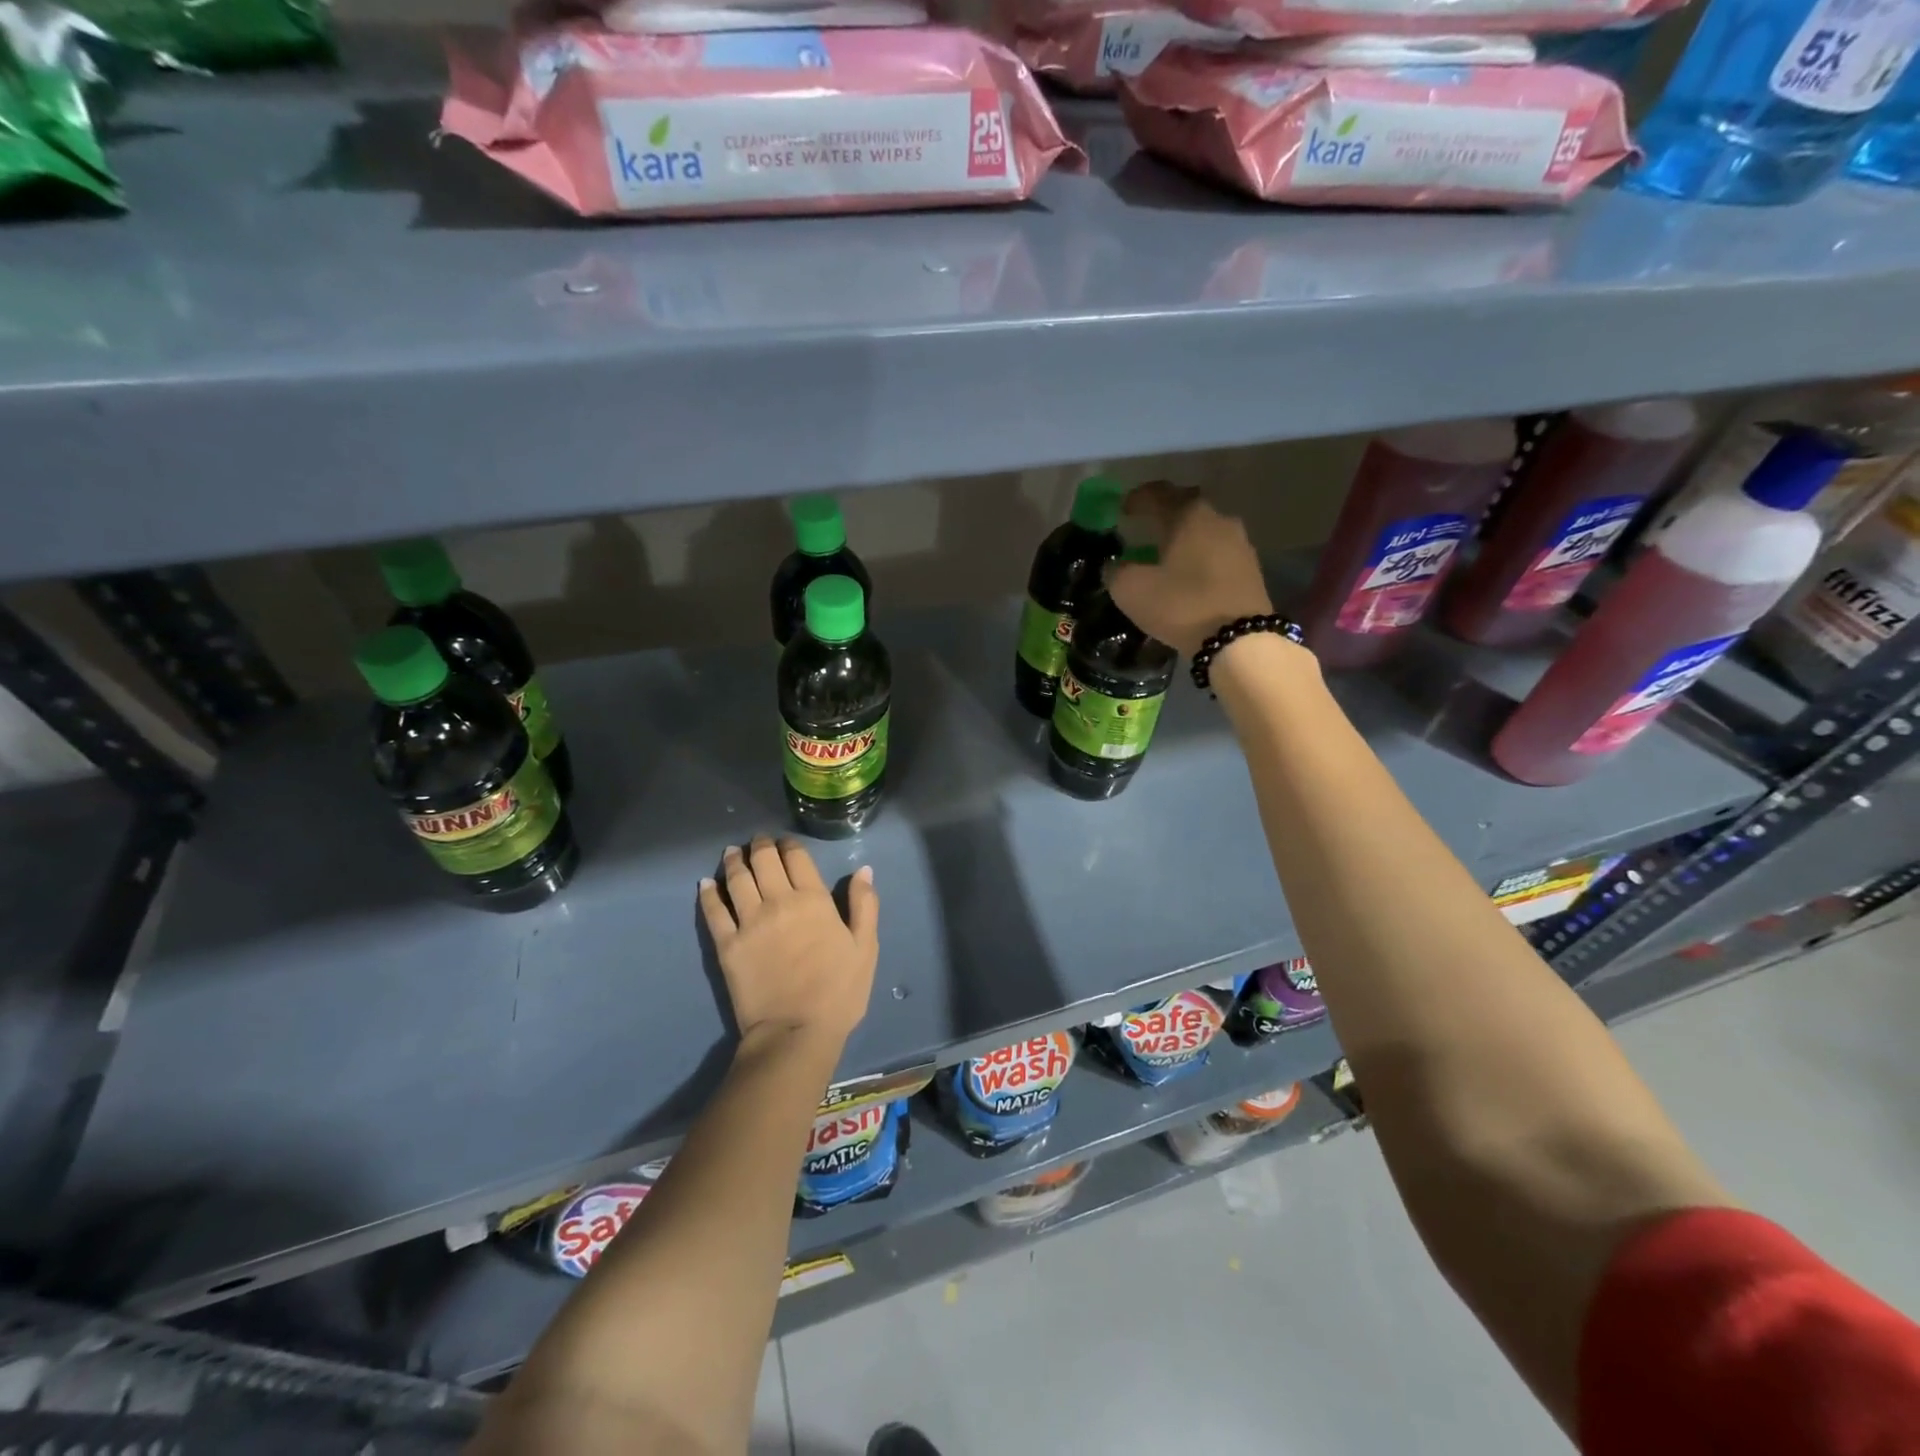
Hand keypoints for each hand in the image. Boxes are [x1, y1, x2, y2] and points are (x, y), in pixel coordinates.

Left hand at [698, 837, 878, 1050]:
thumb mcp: (865, 947)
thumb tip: (863, 869)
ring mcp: (749, 922)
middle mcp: (778, 901)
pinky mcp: (726, 944)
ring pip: (737, 879)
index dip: (789, 845)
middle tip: (757, 840)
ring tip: (732, 852)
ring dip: (734, 861)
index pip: (797, 858)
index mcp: (813, 900)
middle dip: (760, 845)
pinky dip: (708, 893)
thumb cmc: (838, 992)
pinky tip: (705, 883)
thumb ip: (864, 905)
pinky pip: (713, 910)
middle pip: (764, 861)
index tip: (785, 842)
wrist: (795, 1032)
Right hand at [1107, 482, 1274, 655]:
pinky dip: (1200, 555)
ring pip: (1205, 529)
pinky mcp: (1251, 568)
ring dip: (1185, 535)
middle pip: (1187, 505)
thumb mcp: (1131, 590)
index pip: (1158, 493)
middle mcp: (1218, 519)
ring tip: (1167, 552)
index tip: (1122, 509)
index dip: (1136, 498)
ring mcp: (1240, 543)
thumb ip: (1116, 571)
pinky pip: (1218, 551)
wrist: (1239, 640)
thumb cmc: (1181, 605)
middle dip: (1165, 511)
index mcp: (1188, 515)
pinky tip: (1189, 572)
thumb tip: (1115, 565)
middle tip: (1146, 525)